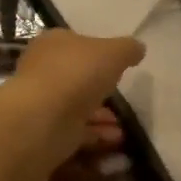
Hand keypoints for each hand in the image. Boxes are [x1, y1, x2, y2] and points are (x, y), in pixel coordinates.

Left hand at [11, 29, 143, 163]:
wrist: (42, 119)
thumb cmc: (76, 74)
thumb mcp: (113, 53)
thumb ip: (127, 49)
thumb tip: (137, 48)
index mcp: (53, 43)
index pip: (76, 42)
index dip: (97, 52)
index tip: (118, 64)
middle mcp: (44, 69)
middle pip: (76, 75)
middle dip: (100, 86)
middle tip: (122, 95)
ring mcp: (44, 102)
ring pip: (77, 105)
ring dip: (101, 114)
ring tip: (123, 123)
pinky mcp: (47, 130)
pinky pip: (76, 129)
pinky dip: (96, 133)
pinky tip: (116, 138)